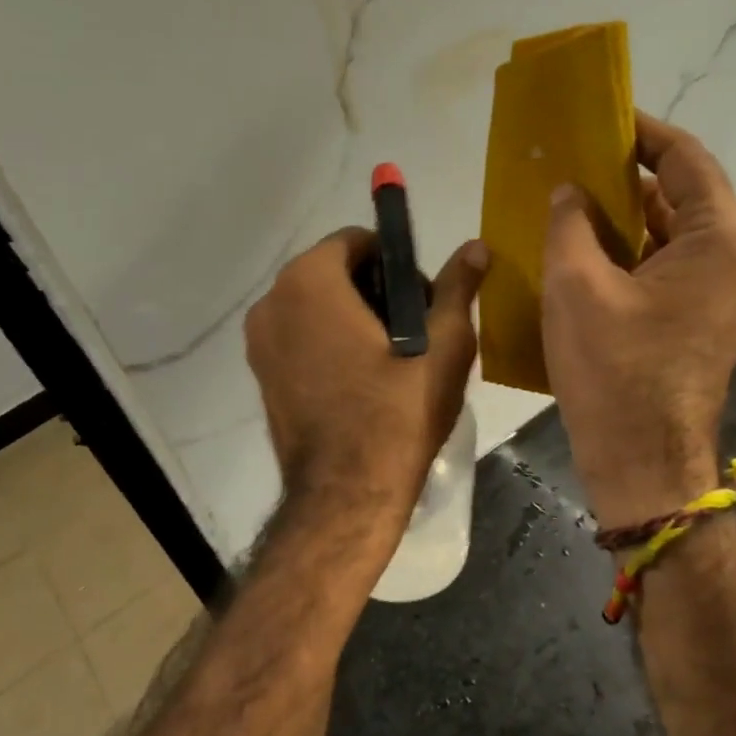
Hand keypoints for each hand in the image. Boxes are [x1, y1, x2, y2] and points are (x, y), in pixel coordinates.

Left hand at [245, 229, 488, 531]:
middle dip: (374, 291)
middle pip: (333, 273)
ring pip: (315, 307)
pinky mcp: (260, 376)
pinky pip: (300, 339)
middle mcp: (272, 302)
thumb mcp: (443, 346)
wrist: (346, 494)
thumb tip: (477, 246)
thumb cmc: (399, 413)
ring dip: (352, 318)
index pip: (357, 241)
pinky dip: (328, 344)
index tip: (420, 302)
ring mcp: (259, 342)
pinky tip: (360, 382)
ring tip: (390, 362)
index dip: (396, 263)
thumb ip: (457, 287)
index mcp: (309, 281)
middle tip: (413, 334)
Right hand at [542, 112, 735, 526]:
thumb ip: (570, 223)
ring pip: (672, 235)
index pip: (684, 158)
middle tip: (571, 163)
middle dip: (625, 178)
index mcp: (722, 238)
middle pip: (681, 196)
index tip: (596, 119)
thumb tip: (570, 191)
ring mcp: (724, 294)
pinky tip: (585, 253)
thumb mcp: (576, 285)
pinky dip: (631, 255)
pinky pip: (668, 269)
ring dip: (624, 219)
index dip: (639, 133)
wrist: (643, 461)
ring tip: (570, 204)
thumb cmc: (614, 370)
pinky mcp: (703, 321)